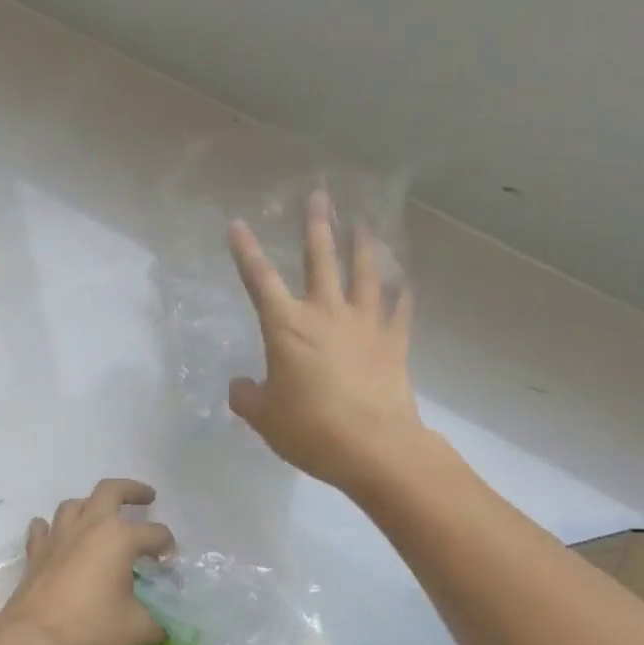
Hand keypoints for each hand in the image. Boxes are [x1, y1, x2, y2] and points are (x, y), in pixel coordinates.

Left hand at [0, 479, 174, 644]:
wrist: (30, 641)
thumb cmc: (89, 630)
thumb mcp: (136, 630)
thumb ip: (156, 622)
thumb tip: (162, 624)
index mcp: (119, 538)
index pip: (155, 533)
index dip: (167, 545)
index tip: (169, 562)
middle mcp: (89, 526)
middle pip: (111, 490)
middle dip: (132, 490)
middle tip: (147, 498)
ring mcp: (58, 536)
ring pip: (75, 504)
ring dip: (91, 506)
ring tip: (101, 519)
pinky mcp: (36, 553)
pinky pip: (43, 528)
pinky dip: (53, 528)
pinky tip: (58, 538)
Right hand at [227, 189, 426, 489]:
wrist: (374, 448)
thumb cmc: (310, 430)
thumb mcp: (265, 419)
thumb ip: (248, 398)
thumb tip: (239, 387)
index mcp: (287, 328)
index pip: (259, 280)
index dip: (246, 251)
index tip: (237, 224)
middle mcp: (326, 314)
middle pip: (320, 260)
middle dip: (317, 227)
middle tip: (319, 196)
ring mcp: (364, 325)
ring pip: (364, 274)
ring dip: (363, 246)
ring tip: (364, 224)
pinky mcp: (394, 343)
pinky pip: (399, 310)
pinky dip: (402, 294)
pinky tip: (405, 283)